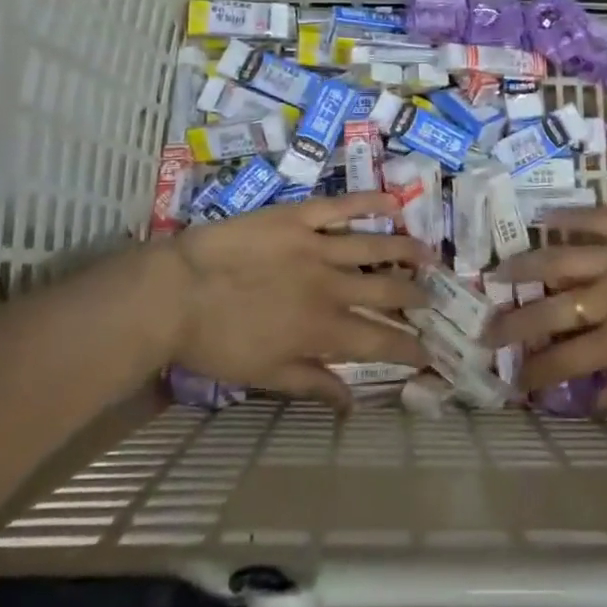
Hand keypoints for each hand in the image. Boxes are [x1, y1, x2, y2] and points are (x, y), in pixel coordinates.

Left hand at [160, 192, 433, 406]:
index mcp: (323, 330)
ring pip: (375, 246)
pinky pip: (341, 207)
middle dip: (415, 297)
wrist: (175, 292)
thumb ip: (312, 384)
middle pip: (387, 290)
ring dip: (407, 251)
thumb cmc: (216, 341)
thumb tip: (353, 403)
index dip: (409, 348)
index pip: (380, 341)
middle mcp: (331, 287)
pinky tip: (393, 203)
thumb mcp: (264, 374)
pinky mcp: (298, 217)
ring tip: (429, 255)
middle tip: (432, 299)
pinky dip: (370, 203)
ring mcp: (316, 247)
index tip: (429, 352)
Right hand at [487, 207, 606, 411]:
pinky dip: (566, 217)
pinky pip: (593, 218)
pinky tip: (542, 216)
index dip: (536, 372)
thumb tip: (598, 402)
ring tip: (497, 272)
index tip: (514, 380)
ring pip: (558, 260)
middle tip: (485, 330)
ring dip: (523, 268)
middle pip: (549, 312)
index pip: (567, 361)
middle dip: (513, 325)